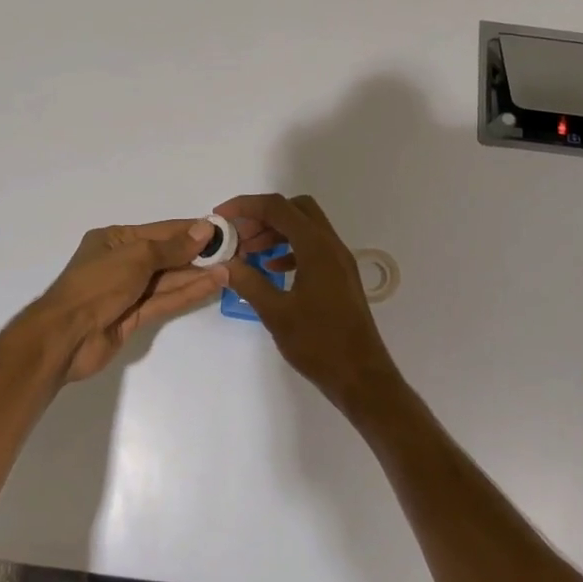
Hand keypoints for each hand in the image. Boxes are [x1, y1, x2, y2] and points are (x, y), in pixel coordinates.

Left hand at [31, 219, 226, 381]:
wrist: (65, 336)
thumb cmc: (97, 284)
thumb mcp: (136, 257)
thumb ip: (172, 247)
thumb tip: (204, 229)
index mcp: (115, 240)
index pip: (161, 231)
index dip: (191, 230)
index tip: (221, 229)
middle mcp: (122, 262)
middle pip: (167, 255)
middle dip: (198, 253)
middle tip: (234, 250)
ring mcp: (128, 292)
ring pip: (169, 280)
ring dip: (198, 273)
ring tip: (231, 266)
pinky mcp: (134, 317)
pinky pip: (166, 301)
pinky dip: (189, 293)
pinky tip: (214, 284)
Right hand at [215, 193, 405, 420]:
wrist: (361, 376)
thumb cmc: (319, 343)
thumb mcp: (276, 313)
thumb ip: (248, 282)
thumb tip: (224, 263)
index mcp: (316, 247)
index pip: (278, 207)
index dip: (246, 206)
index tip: (221, 216)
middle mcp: (331, 246)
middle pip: (295, 209)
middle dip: (263, 216)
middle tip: (239, 235)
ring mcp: (339, 261)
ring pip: (305, 228)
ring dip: (276, 232)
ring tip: (248, 253)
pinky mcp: (340, 277)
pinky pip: (313, 248)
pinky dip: (289, 250)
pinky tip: (272, 270)